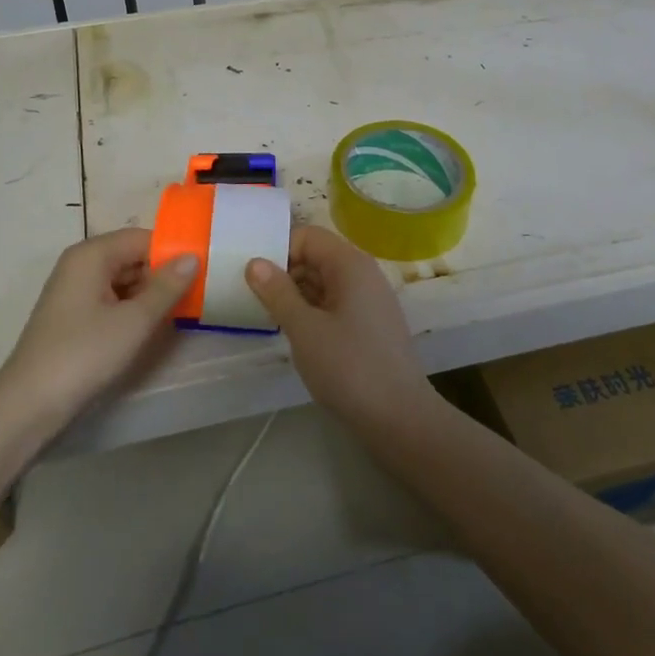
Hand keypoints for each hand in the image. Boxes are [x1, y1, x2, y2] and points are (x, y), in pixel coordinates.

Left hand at [0, 230, 196, 430]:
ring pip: (123, 280)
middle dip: (162, 274)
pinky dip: (132, 309)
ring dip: (149, 294)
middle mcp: (81, 264)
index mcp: (92, 255)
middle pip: (132, 257)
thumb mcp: (134, 321)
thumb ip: (167, 287)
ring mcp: (74, 290)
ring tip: (181, 311)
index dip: (172, 251)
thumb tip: (192, 257)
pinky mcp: (73, 315)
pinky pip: (111, 299)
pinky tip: (150, 327)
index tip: (203, 269)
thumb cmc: (84, 354)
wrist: (29, 405)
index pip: (142, 238)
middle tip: (198, 294)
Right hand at [245, 225, 435, 427]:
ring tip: (269, 318)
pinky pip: (335, 304)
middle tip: (254, 299)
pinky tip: (296, 335)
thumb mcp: (304, 329)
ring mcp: (370, 301)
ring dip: (297, 295)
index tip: (253, 278)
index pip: (308, 236)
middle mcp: (363, 274)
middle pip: (316, 256)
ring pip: (324, 282)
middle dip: (285, 273)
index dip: (279, 251)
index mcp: (350, 264)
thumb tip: (255, 262)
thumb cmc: (349, 367)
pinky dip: (313, 312)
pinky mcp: (371, 326)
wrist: (401, 419)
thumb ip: (278, 292)